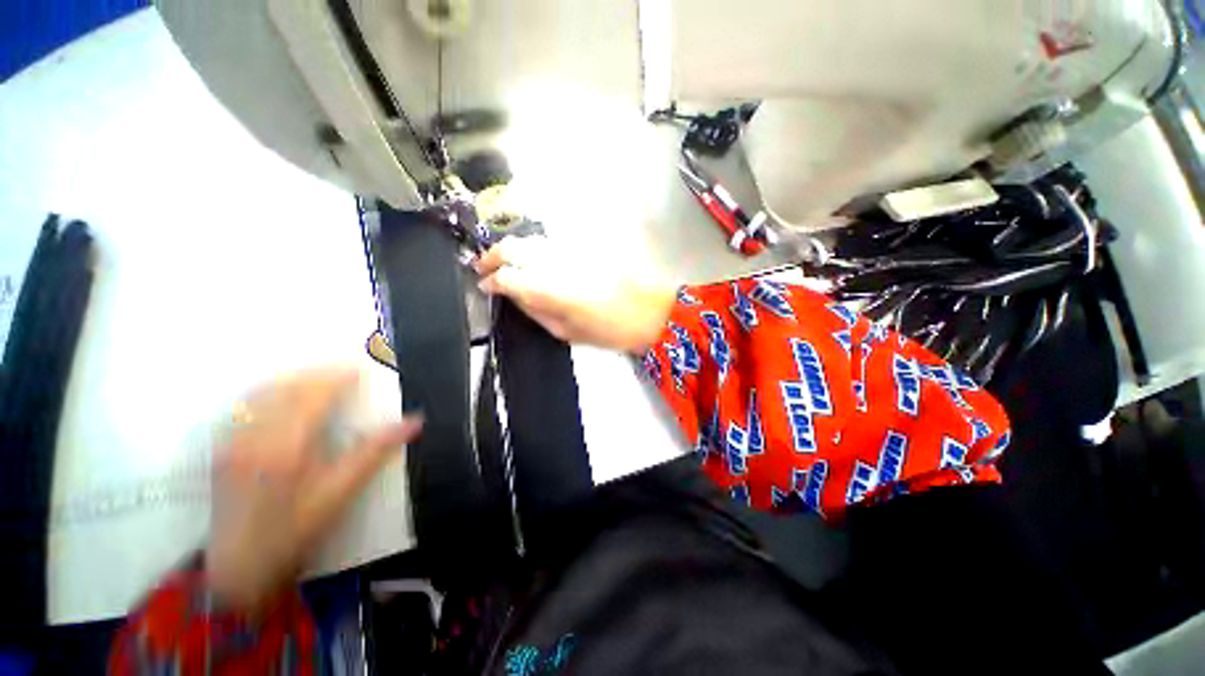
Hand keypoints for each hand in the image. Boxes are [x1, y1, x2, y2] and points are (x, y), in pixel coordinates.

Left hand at [207, 367, 422, 613]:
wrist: (239, 568)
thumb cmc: (296, 530)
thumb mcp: (341, 492)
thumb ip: (376, 451)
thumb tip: (415, 422)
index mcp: (286, 447)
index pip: (314, 395)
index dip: (338, 377)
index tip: (361, 367)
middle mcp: (255, 436)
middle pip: (287, 387)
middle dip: (318, 373)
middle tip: (345, 369)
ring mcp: (234, 440)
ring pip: (262, 392)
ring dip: (294, 378)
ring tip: (319, 377)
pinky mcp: (224, 447)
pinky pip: (246, 405)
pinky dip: (270, 391)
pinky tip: (284, 397)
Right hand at [474, 236, 677, 353]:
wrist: (649, 310)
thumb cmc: (609, 330)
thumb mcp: (567, 332)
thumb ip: (536, 312)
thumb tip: (515, 297)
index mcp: (548, 288)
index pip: (506, 276)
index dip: (490, 281)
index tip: (483, 286)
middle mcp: (554, 261)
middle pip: (512, 247)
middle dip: (493, 255)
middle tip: (485, 267)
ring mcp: (570, 248)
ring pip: (531, 239)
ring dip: (513, 249)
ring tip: (507, 263)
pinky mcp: (583, 243)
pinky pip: (551, 242)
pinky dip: (536, 248)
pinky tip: (536, 260)